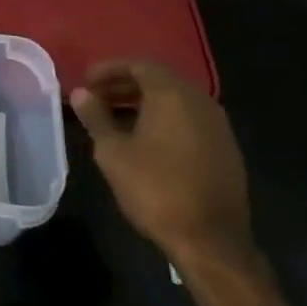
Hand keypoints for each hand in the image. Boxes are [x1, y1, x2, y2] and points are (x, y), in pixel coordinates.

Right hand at [70, 60, 251, 266]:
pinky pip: (189, 119)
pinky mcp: (225, 148)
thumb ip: (96, 116)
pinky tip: (145, 139)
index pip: (139, 65)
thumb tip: (81, 92)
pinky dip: (164, 118)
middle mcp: (199, 101)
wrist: (211, 240)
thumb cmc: (155, 189)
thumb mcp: (113, 152)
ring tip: (115, 118)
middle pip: (158, 80)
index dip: (109, 69)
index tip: (86, 80)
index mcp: (172, 95)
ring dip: (144, 102)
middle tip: (96, 97)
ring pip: (175, 100)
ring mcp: (217, 125)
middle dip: (125, 84)